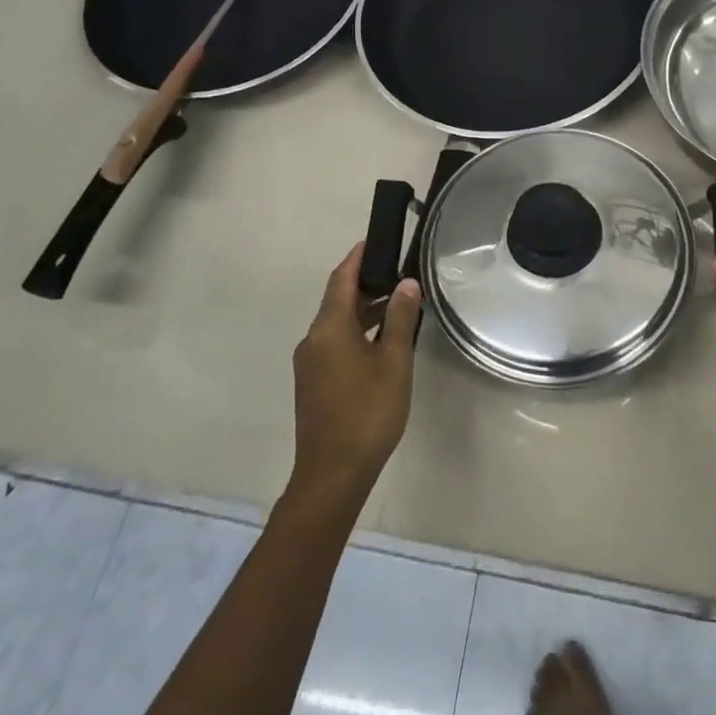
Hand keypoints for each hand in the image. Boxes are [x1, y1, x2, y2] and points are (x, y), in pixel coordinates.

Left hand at [289, 243, 420, 505]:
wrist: (332, 473)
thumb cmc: (368, 412)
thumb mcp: (393, 362)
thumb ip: (399, 319)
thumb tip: (406, 283)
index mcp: (329, 328)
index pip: (341, 279)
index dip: (357, 258)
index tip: (374, 241)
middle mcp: (313, 340)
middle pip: (337, 300)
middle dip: (365, 284)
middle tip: (396, 272)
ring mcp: (309, 363)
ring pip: (336, 324)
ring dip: (362, 311)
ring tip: (396, 305)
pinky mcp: (312, 383)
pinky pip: (333, 344)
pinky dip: (356, 333)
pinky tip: (379, 343)